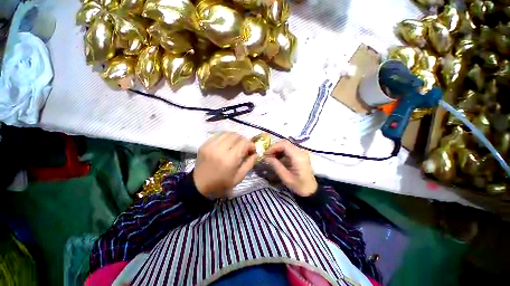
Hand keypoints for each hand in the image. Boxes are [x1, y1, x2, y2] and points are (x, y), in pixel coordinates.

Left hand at [194, 132, 257, 198]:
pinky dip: (226, 137)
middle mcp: (220, 149)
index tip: (252, 150)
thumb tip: (255, 153)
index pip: (244, 143)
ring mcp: (211, 145)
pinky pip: (219, 135)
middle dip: (244, 140)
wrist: (199, 184)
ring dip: (235, 137)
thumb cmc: (221, 183)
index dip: (251, 144)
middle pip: (236, 136)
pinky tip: (227, 143)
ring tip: (237, 144)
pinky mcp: (205, 144)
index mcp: (229, 159)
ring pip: (228, 133)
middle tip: (245, 147)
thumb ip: (249, 164)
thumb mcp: (239, 177)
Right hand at [264, 140, 317, 196]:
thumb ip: (276, 166)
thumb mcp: (286, 178)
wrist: (311, 189)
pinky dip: (281, 152)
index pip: (285, 145)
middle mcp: (301, 151)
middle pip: (285, 143)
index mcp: (298, 157)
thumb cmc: (299, 186)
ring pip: (286, 145)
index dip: (273, 147)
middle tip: (266, 155)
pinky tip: (276, 158)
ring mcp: (301, 152)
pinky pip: (288, 149)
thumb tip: (266, 157)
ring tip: (270, 157)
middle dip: (274, 148)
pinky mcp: (299, 154)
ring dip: (277, 149)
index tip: (266, 154)